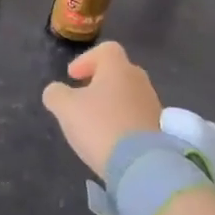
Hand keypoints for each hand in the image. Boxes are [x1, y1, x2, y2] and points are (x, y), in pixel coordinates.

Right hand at [41, 41, 163, 177]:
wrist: (142, 165)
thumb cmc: (100, 126)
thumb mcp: (66, 108)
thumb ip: (56, 94)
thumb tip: (55, 91)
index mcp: (118, 68)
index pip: (106, 50)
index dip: (86, 59)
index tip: (72, 77)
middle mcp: (139, 80)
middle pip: (118, 71)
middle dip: (99, 81)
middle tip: (83, 97)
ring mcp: (152, 104)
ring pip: (128, 94)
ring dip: (112, 103)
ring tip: (95, 122)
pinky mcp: (159, 129)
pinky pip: (137, 116)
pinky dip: (123, 121)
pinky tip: (111, 138)